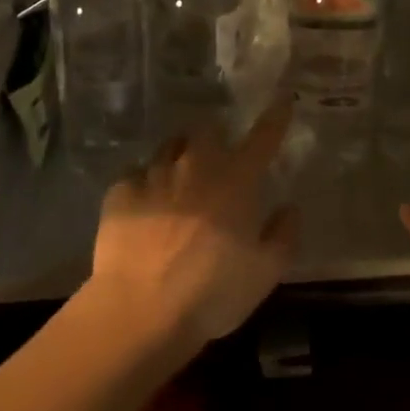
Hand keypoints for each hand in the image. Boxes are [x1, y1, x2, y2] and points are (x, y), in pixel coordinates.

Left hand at [87, 102, 295, 350]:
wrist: (141, 311)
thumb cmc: (213, 293)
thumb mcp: (265, 273)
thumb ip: (283, 235)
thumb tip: (289, 207)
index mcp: (235, 180)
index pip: (262, 137)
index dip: (275, 116)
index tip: (282, 99)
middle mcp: (195, 166)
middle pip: (206, 130)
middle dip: (214, 136)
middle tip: (217, 156)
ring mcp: (154, 175)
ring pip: (169, 147)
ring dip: (179, 155)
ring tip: (179, 177)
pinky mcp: (120, 191)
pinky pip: (135, 174)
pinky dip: (143, 183)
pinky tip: (143, 203)